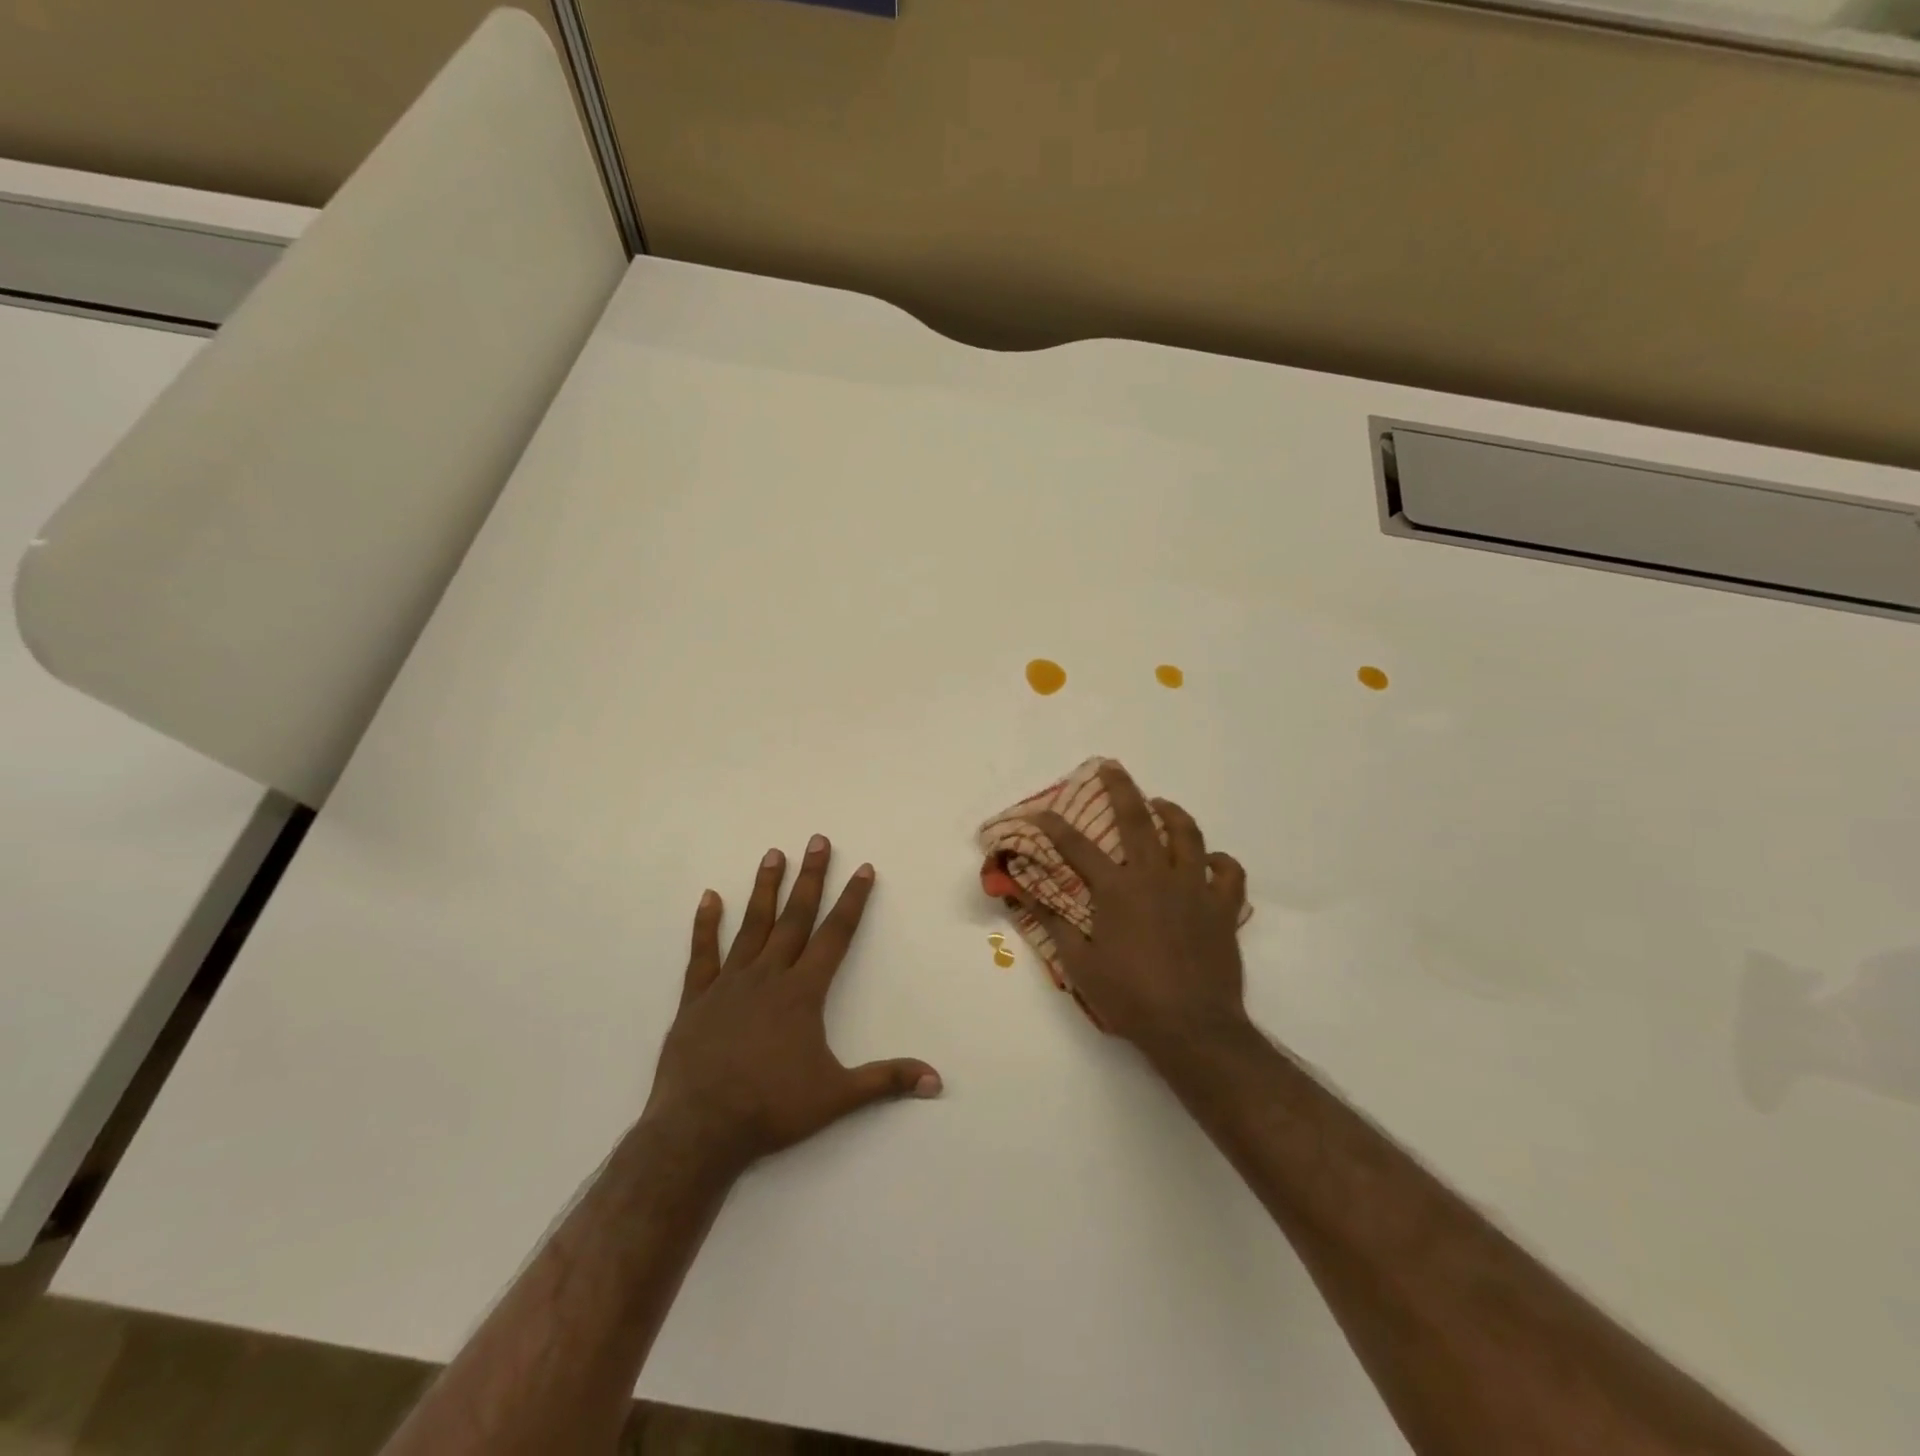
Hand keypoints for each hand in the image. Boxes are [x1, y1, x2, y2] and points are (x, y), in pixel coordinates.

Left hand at [642, 836, 940, 1182]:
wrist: (700, 1129)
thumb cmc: (772, 1108)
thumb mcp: (837, 1096)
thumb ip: (886, 1080)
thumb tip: (937, 1080)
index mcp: (803, 992)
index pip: (836, 935)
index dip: (853, 900)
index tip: (864, 868)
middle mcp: (769, 976)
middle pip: (795, 917)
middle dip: (811, 877)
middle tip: (818, 840)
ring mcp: (729, 983)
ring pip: (752, 925)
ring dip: (765, 889)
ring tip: (773, 854)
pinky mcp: (697, 998)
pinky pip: (702, 954)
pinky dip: (705, 925)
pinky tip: (709, 897)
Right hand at [1016, 762, 1250, 1059]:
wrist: (1192, 1028)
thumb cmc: (1130, 998)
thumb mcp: (1080, 966)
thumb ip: (1054, 925)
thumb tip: (1025, 896)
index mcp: (1117, 890)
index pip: (1077, 847)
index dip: (1054, 826)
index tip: (1039, 812)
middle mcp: (1155, 878)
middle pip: (1137, 820)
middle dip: (1121, 789)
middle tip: (1112, 768)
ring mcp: (1194, 890)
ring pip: (1188, 836)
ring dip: (1173, 814)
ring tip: (1162, 805)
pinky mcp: (1223, 908)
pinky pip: (1229, 873)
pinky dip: (1220, 862)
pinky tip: (1209, 862)